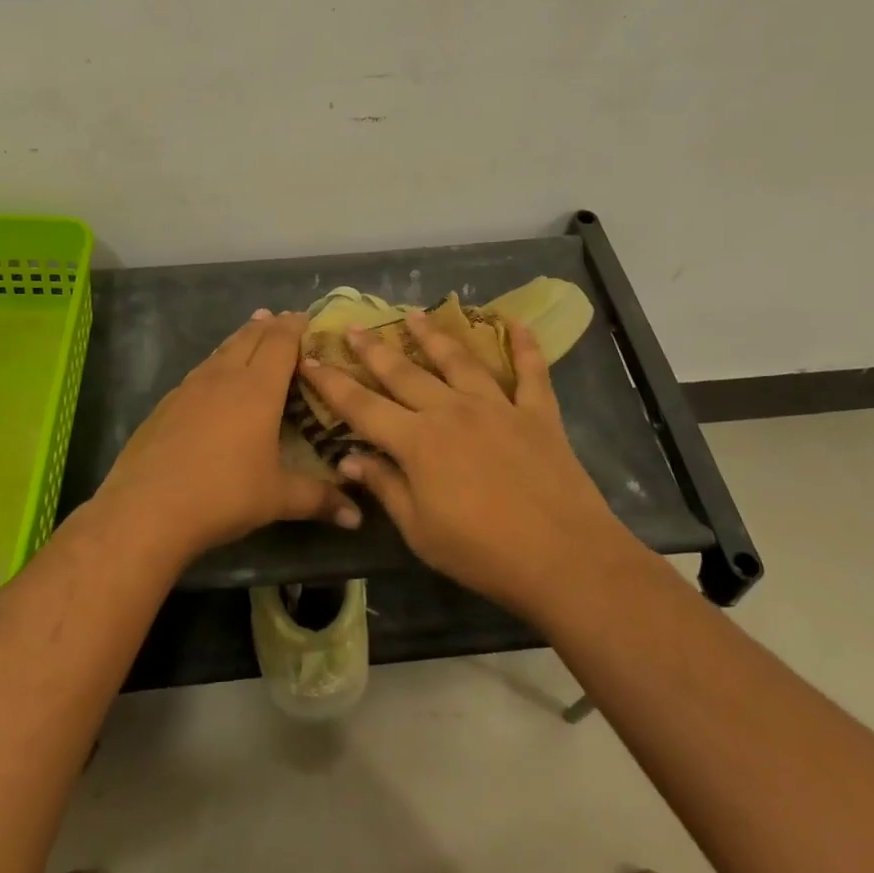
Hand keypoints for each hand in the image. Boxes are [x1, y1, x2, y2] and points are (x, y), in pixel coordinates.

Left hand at [99, 310, 361, 564]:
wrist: (146, 508)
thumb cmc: (222, 495)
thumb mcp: (277, 499)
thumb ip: (319, 499)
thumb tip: (357, 517)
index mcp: (257, 389)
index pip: (280, 342)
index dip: (295, 327)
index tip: (308, 319)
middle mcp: (224, 377)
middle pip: (250, 336)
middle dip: (270, 325)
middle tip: (284, 319)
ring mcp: (190, 387)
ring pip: (222, 349)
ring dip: (242, 337)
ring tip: (253, 331)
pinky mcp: (166, 403)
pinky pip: (201, 370)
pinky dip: (217, 362)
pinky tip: (215, 377)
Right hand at [298, 312, 622, 617]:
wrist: (563, 558)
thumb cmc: (482, 553)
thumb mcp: (420, 530)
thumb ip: (384, 486)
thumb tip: (347, 458)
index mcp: (418, 441)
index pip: (362, 406)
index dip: (332, 383)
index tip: (310, 360)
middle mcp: (451, 410)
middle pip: (404, 372)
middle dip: (373, 350)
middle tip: (354, 328)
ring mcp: (497, 406)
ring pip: (458, 360)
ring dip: (433, 335)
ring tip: (414, 314)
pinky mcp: (537, 413)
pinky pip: (530, 372)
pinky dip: (524, 346)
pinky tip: (516, 322)